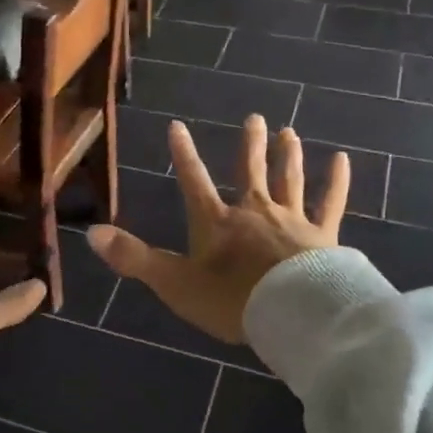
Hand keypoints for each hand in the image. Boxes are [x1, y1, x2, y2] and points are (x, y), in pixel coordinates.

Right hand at [87, 115, 347, 344]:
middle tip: (255, 118)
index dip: (183, 155)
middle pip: (250, 171)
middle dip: (250, 146)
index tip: (177, 125)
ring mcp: (292, 221)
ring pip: (289, 180)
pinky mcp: (323, 236)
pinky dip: (336, 181)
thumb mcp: (175, 283)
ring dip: (288, 155)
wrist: (294, 314)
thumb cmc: (232, 301)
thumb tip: (91, 233)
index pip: (194, 182)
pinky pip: (330, 203)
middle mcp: (254, 212)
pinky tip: (341, 160)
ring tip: (289, 131)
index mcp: (217, 223)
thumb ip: (135, 259)